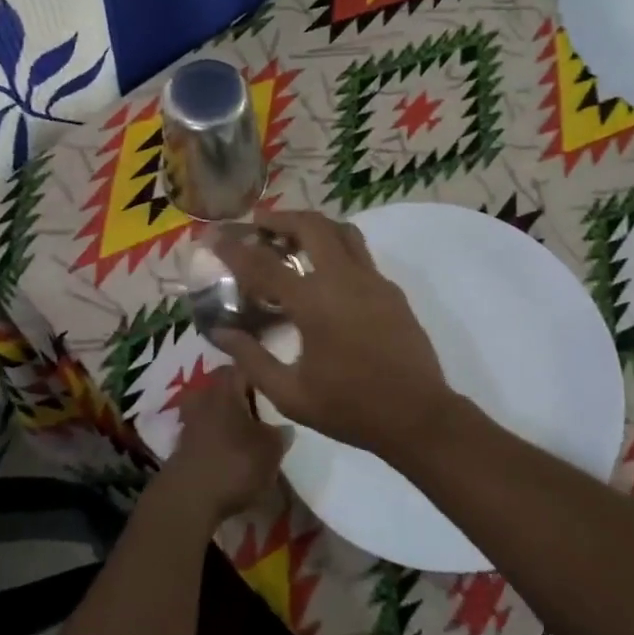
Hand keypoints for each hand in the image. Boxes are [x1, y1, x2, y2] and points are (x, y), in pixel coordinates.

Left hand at [155, 366, 288, 526]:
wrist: (188, 500)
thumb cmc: (235, 463)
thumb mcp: (271, 449)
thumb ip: (280, 434)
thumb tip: (283, 428)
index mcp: (226, 387)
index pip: (244, 365)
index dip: (261, 371)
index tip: (276, 383)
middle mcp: (204, 396)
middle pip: (225, 385)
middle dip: (243, 394)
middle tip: (265, 409)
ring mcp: (189, 420)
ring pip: (214, 407)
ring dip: (229, 417)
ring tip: (250, 432)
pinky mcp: (181, 444)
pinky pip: (205, 430)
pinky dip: (218, 436)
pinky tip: (232, 452)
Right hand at [210, 211, 458, 457]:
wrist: (418, 416)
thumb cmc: (350, 408)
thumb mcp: (291, 394)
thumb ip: (252, 359)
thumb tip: (221, 333)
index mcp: (314, 303)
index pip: (264, 264)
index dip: (235, 248)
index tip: (215, 237)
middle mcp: (343, 279)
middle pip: (311, 225)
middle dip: (281, 218)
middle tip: (259, 224)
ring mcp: (372, 280)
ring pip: (342, 231)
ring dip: (313, 226)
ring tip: (292, 239)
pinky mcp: (391, 290)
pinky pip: (359, 254)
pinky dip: (335, 248)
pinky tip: (324, 274)